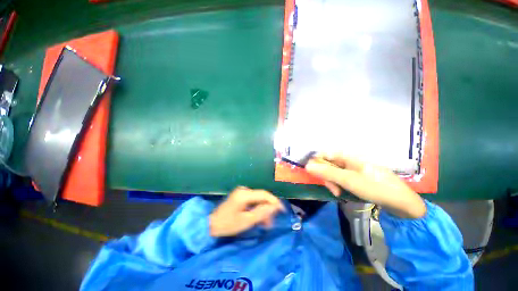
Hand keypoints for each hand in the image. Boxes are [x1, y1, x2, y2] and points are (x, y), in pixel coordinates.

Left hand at [209, 187, 284, 236]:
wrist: (211, 224)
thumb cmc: (227, 224)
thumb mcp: (246, 221)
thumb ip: (261, 213)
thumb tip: (275, 207)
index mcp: (244, 194)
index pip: (264, 194)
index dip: (274, 201)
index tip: (282, 210)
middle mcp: (244, 190)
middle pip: (261, 197)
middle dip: (268, 208)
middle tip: (272, 222)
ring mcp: (241, 192)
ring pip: (258, 199)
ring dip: (263, 210)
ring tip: (266, 223)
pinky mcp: (240, 196)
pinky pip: (253, 201)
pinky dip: (257, 209)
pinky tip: (259, 218)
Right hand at [306, 153, 425, 218]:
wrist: (401, 202)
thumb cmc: (376, 188)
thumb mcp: (348, 180)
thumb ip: (327, 172)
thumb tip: (307, 166)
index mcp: (346, 155)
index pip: (322, 154)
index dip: (316, 164)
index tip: (318, 177)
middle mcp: (346, 159)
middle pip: (326, 163)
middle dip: (325, 176)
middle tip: (333, 189)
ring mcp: (350, 167)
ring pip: (331, 171)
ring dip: (331, 182)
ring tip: (338, 192)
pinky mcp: (353, 175)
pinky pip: (338, 177)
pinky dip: (337, 184)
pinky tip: (342, 192)